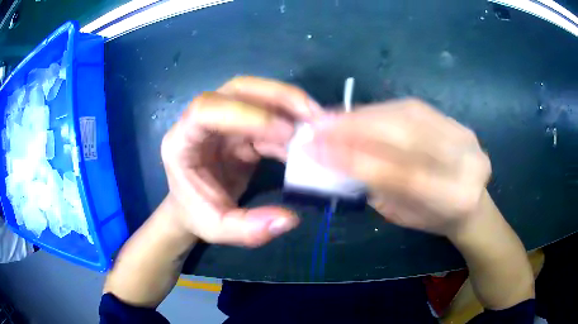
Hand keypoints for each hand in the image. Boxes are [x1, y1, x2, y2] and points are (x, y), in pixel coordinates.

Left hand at [161, 76, 322, 246]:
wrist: (193, 206)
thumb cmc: (197, 213)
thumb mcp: (217, 229)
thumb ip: (248, 230)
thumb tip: (290, 218)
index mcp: (182, 141)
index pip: (205, 109)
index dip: (245, 114)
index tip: (284, 133)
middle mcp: (200, 121)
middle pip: (238, 89)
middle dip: (278, 96)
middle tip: (312, 115)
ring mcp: (223, 120)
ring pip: (257, 95)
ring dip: (290, 104)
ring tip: (319, 123)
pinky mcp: (241, 126)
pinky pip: (269, 115)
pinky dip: (292, 122)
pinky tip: (310, 136)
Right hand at [306, 99, 491, 236]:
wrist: (471, 203)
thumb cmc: (433, 218)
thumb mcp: (402, 215)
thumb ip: (376, 188)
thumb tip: (336, 157)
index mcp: (455, 198)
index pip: (402, 175)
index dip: (357, 160)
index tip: (317, 150)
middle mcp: (465, 161)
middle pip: (407, 136)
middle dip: (356, 129)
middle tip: (318, 127)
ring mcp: (464, 136)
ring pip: (408, 116)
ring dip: (364, 116)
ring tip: (332, 119)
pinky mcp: (455, 121)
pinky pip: (413, 107)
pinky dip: (380, 110)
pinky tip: (357, 114)